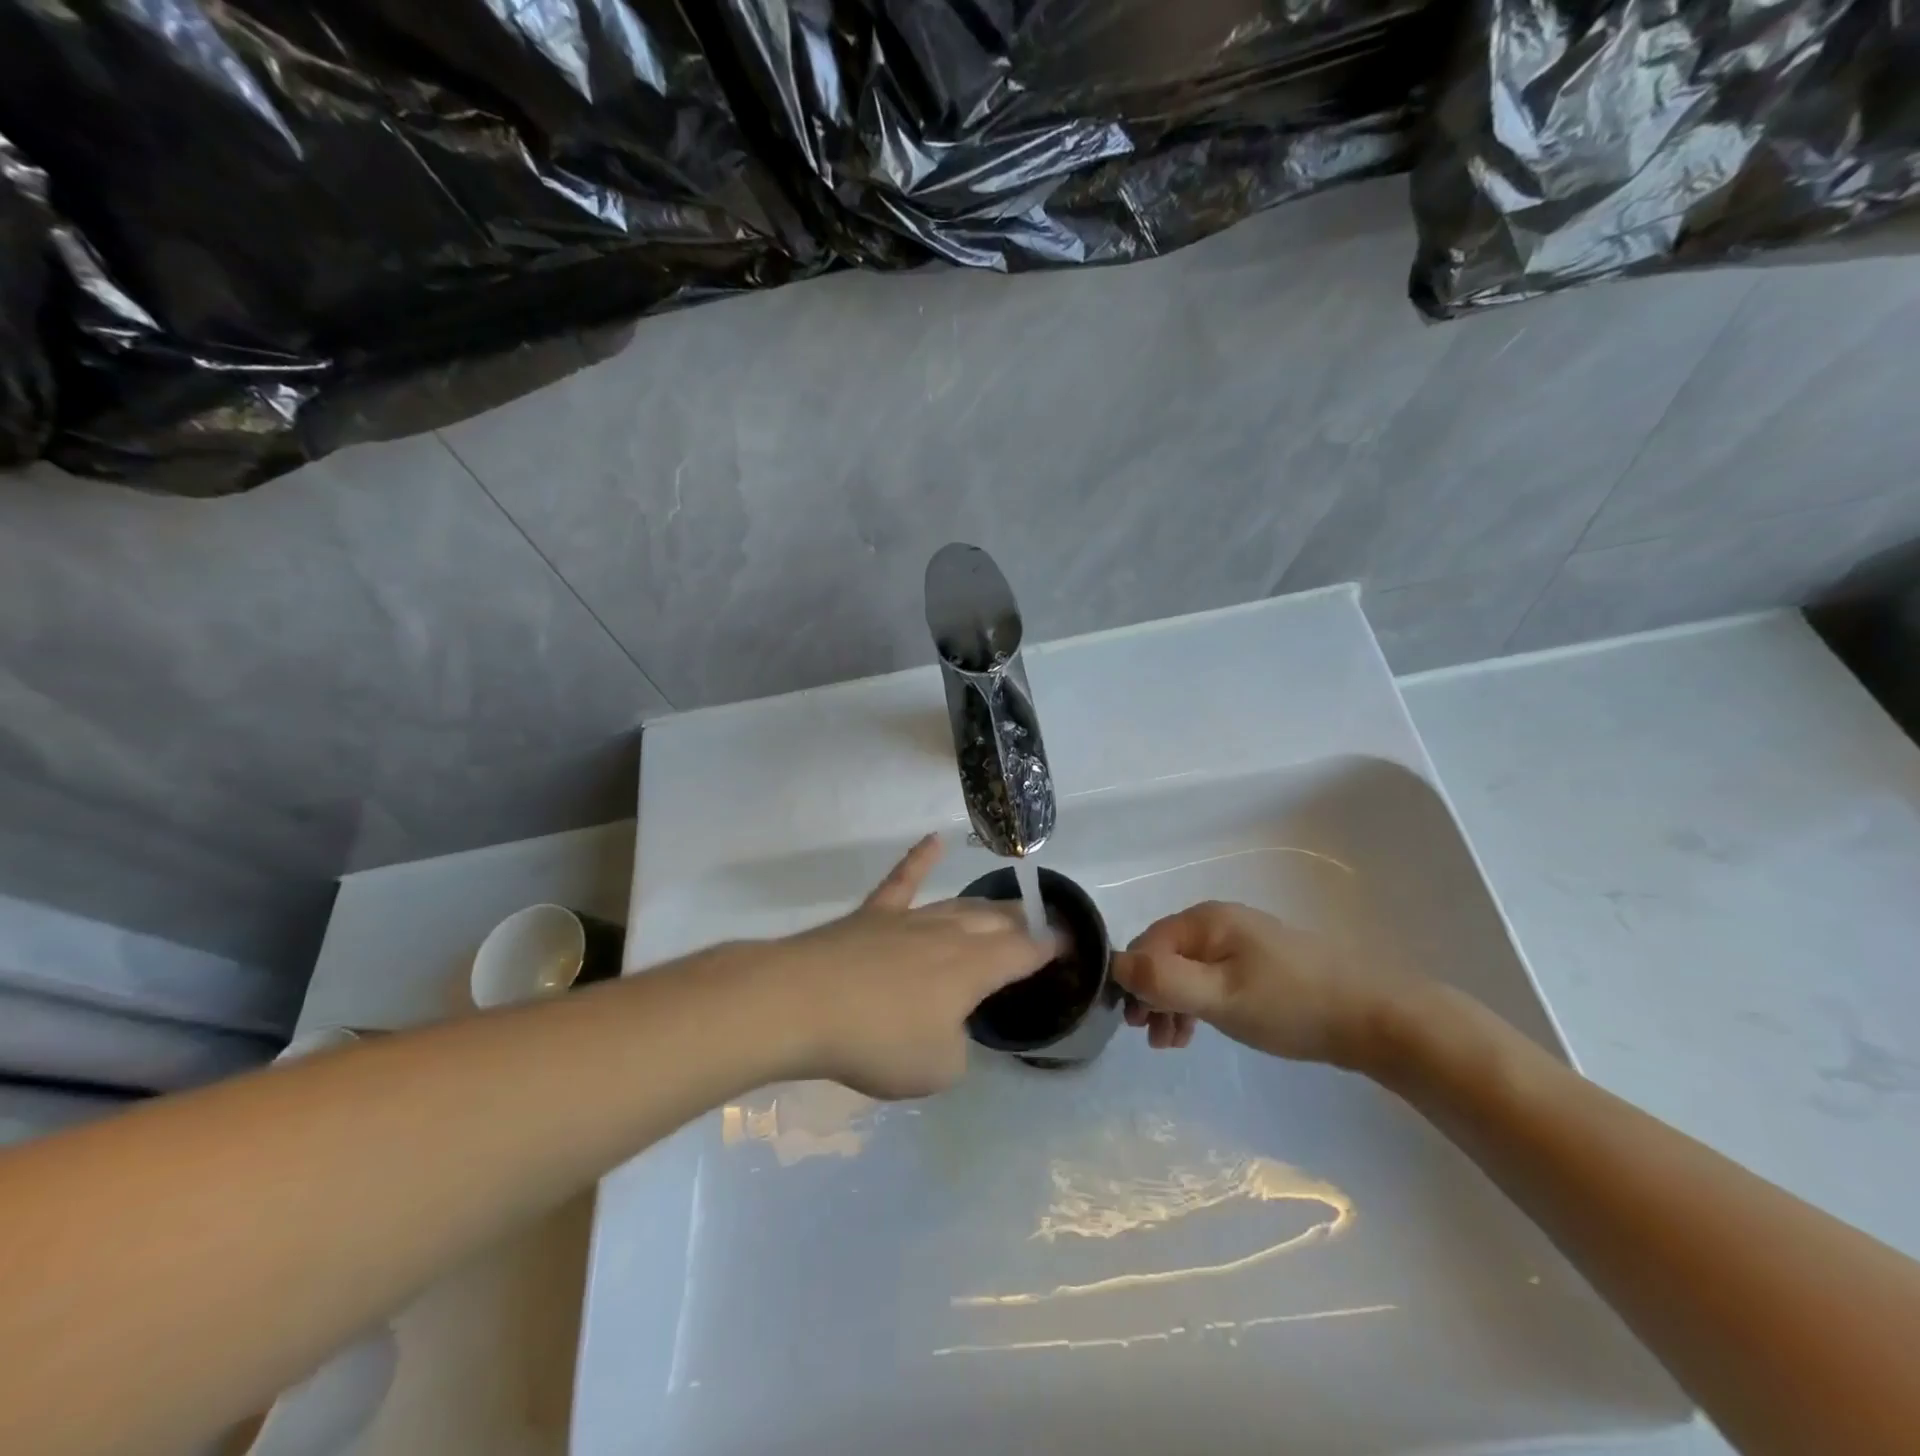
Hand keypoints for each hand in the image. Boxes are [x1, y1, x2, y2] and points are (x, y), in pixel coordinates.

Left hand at [766, 836, 1056, 1098]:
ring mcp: (909, 919)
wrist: (802, 1003)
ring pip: (959, 905)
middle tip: (1038, 925)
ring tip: (1004, 906)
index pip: (1025, 951)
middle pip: (996, 922)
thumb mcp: (937, 1068)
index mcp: (974, 969)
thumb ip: (957, 1047)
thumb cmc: (877, 1041)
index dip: (1050, 947)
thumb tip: (950, 1029)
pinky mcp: (873, 915)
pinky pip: (903, 880)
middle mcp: (949, 934)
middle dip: (1023, 923)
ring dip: (985, 906)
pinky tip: (933, 840)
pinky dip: (920, 858)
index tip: (1067, 943)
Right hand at [1112, 901, 1409, 1065]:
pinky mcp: (1258, 963)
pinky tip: (1198, 1029)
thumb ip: (1165, 981)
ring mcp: (1241, 940)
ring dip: (1172, 1003)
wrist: (1373, 1016)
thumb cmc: (1290, 1004)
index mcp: (1205, 920)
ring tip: (1172, 1042)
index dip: (1133, 981)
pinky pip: (1211, 977)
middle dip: (1152, 995)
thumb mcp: (1220, 996)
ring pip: (1187, 969)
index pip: (1147, 944)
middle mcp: (1218, 922)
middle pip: (1165, 955)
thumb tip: (1115, 964)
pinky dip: (1197, 1002)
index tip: (1134, 1024)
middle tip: (1151, 1038)